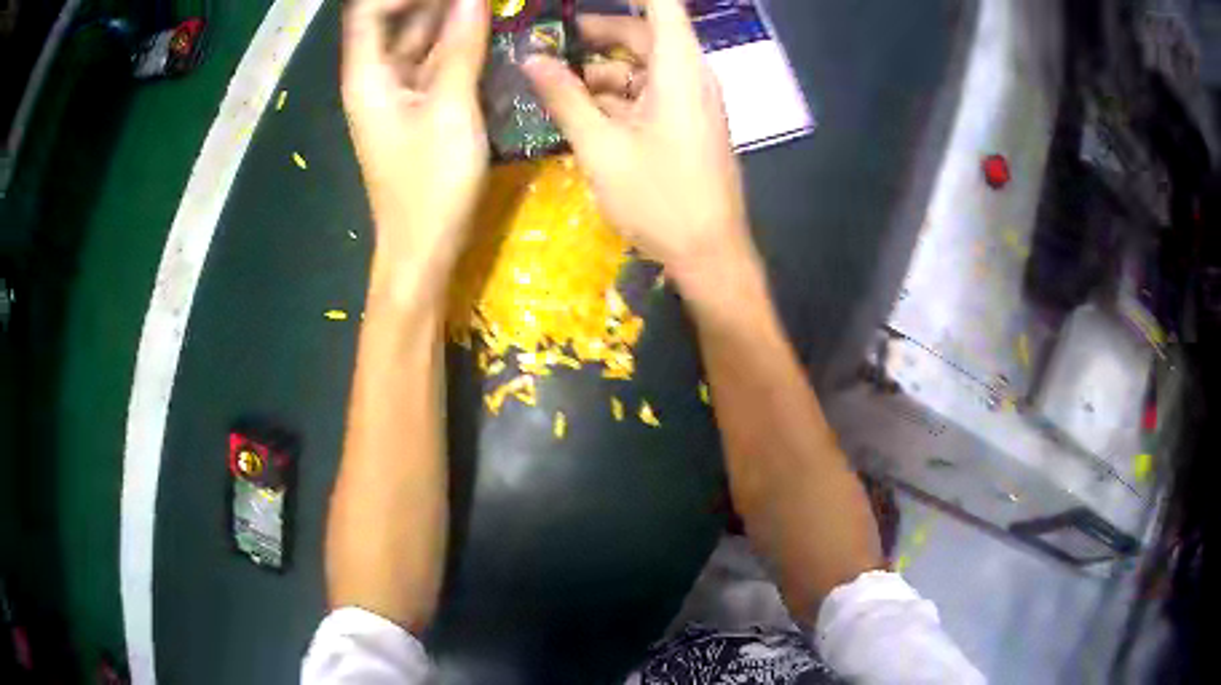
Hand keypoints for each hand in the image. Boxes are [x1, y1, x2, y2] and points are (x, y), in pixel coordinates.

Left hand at [342, 0, 489, 284]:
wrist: (422, 250)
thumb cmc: (430, 185)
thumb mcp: (451, 109)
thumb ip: (462, 48)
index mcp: (368, 76)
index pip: (370, 12)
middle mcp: (377, 78)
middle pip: (396, 21)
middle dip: (435, 3)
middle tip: (482, 0)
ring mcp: (397, 94)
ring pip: (419, 41)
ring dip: (451, 20)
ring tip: (489, 7)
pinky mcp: (417, 110)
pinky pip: (435, 65)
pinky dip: (457, 47)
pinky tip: (487, 35)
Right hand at [523, 1, 757, 293]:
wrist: (710, 253)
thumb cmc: (659, 199)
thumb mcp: (600, 147)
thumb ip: (564, 98)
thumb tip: (531, 59)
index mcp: (678, 67)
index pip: (661, 4)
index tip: (579, 1)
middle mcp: (691, 74)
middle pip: (643, 34)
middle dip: (595, 33)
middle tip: (548, 40)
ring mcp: (691, 99)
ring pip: (642, 66)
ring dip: (600, 70)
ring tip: (552, 82)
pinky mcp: (687, 122)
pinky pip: (649, 92)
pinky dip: (616, 94)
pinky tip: (579, 109)